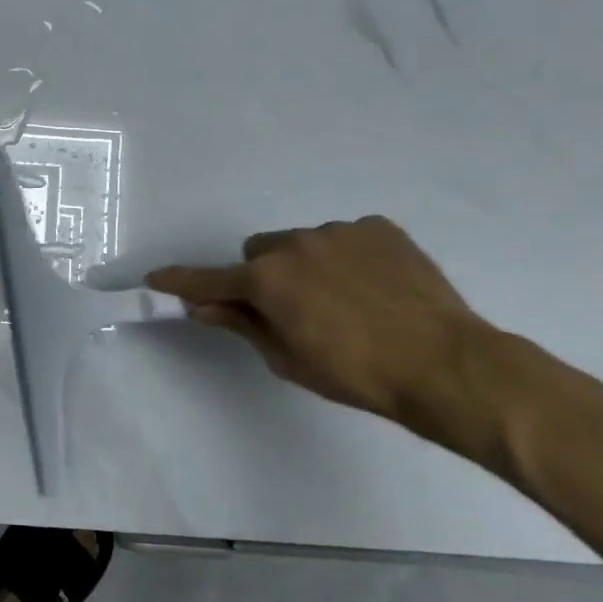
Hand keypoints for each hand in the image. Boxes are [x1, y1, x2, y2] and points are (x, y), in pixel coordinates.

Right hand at [148, 217, 498, 452]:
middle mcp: (295, 244)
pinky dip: (347, 258)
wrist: (446, 364)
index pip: (210, 279)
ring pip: (302, 243)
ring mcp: (339, 231)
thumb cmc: (357, 374)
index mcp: (267, 280)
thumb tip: (203, 307)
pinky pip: (345, 238)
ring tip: (346, 301)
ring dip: (306, 266)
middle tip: (291, 309)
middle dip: (263, 276)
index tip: (156, 278)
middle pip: (259, 252)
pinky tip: (374, 287)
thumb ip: (242, 325)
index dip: (180, 280)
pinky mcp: (379, 228)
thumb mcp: (288, 359)